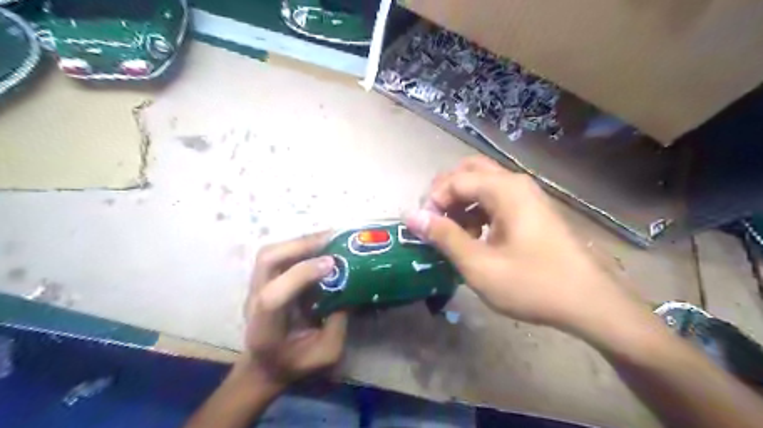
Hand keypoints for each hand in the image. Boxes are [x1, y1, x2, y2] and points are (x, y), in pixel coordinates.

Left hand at [241, 233, 347, 388]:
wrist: (264, 365)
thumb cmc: (295, 362)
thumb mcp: (325, 353)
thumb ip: (338, 323)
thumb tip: (349, 288)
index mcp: (265, 327)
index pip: (273, 296)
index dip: (301, 275)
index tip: (332, 264)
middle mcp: (254, 301)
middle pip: (266, 261)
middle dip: (300, 245)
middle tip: (332, 239)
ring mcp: (255, 287)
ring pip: (269, 252)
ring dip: (300, 241)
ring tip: (328, 238)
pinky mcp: (263, 279)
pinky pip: (278, 253)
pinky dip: (299, 245)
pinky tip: (319, 245)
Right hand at [404, 157, 639, 333]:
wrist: (590, 303)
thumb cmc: (532, 284)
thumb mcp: (479, 264)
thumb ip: (444, 236)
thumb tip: (412, 216)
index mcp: (504, 189)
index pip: (454, 180)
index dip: (432, 200)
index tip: (422, 227)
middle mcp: (515, 183)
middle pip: (469, 172)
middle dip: (445, 193)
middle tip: (434, 220)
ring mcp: (526, 196)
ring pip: (482, 185)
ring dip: (460, 202)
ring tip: (451, 232)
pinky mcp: (531, 210)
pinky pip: (496, 200)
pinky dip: (477, 211)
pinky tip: (474, 237)